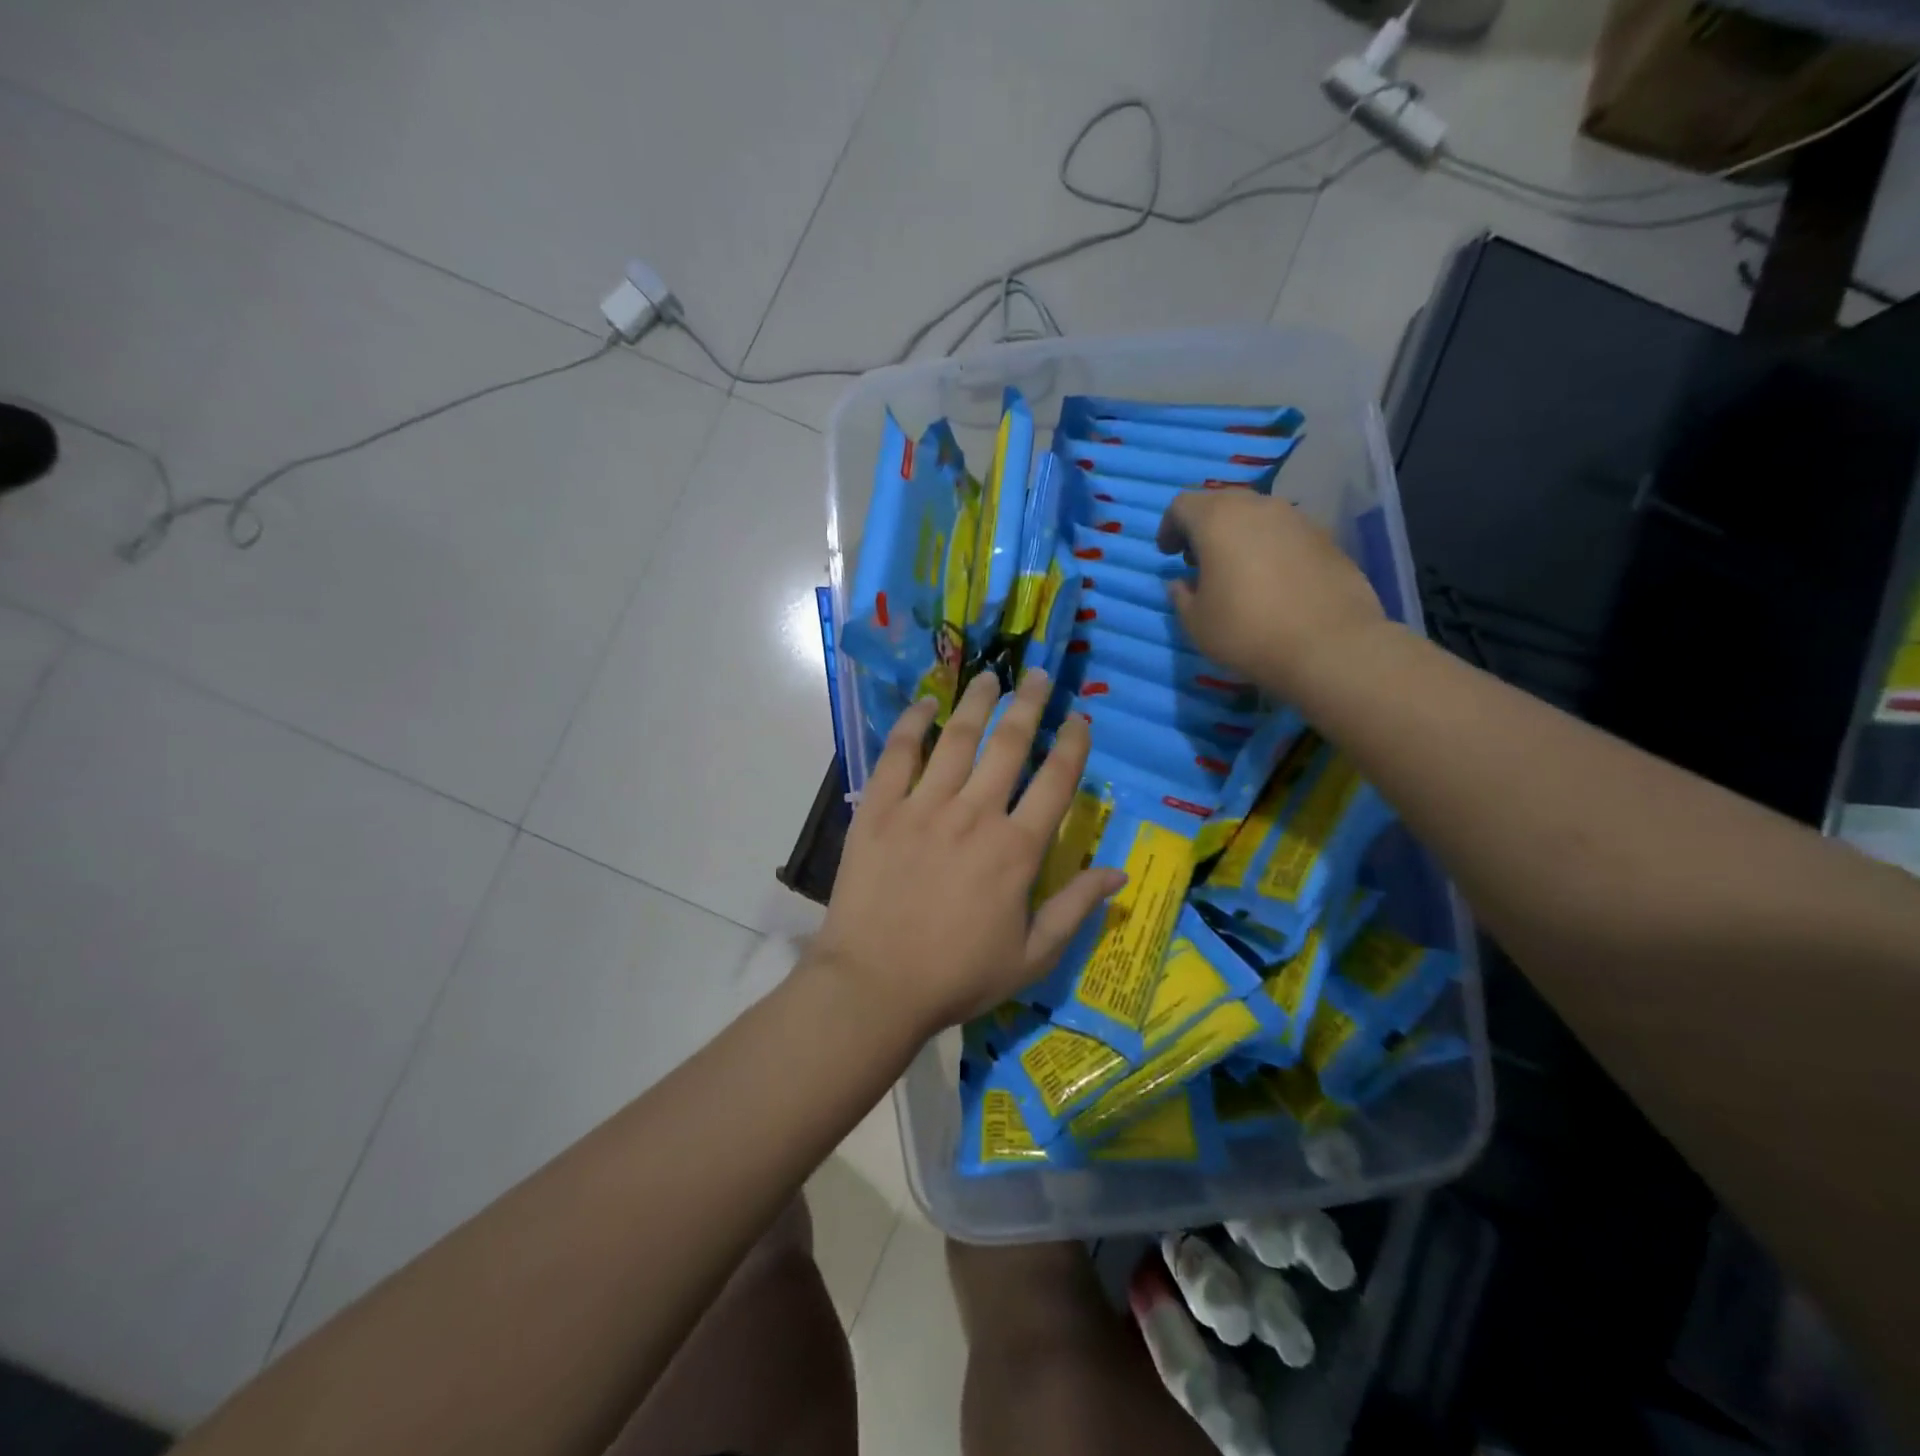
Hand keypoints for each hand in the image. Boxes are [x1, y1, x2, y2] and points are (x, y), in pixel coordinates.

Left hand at [808, 670, 1125, 1041]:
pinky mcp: (880, 810)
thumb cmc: (957, 977)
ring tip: (988, 677)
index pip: (1056, 782)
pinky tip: (925, 704)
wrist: (874, 985)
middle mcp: (975, 814)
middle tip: (1035, 674)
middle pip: (1009, 745)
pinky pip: (898, 755)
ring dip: (977, 703)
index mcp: (1016, 849)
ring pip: (958, 739)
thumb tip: (1118, 874)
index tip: (1080, 717)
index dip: (1073, 744)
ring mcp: (923, 806)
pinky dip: (913, 725)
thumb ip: (1075, 910)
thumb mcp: (1031, 957)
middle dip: (1028, 704)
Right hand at [1157, 491, 1386, 696]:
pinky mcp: (1326, 538)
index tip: (1168, 554)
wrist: (1329, 646)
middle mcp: (1259, 507)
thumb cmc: (1247, 631)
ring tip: (1236, 572)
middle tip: (1198, 561)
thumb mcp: (1196, 622)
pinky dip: (1269, 547)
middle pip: (1221, 503)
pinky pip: (1285, 533)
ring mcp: (1298, 519)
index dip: (1169, 527)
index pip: (1182, 505)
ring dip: (1239, 536)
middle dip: (1204, 527)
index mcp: (1218, 520)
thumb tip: (1182, 583)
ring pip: (1257, 516)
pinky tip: (1272, 581)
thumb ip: (1181, 595)